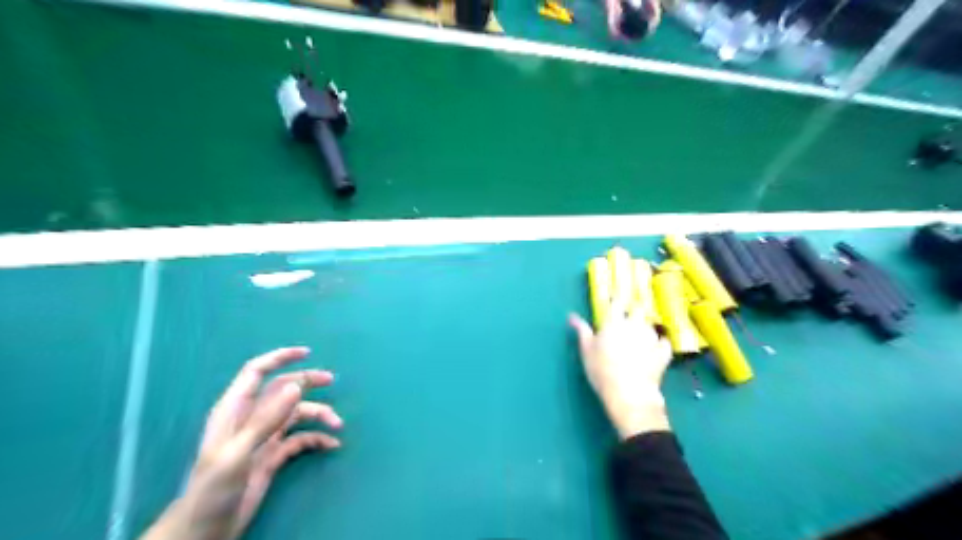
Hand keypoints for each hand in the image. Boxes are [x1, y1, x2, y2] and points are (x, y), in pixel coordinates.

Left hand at [140, 347, 340, 538]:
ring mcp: (264, 437)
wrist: (205, 530)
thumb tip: (296, 387)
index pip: (256, 372)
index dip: (279, 358)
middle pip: (282, 389)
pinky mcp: (273, 456)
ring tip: (338, 424)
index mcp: (235, 410)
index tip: (306, 352)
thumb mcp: (238, 453)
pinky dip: (317, 439)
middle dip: (307, 382)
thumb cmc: (213, 489)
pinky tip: (331, 445)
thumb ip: (266, 419)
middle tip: (331, 380)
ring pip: (296, 414)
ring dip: (318, 415)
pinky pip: (301, 439)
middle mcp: (251, 418)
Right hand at [566, 306, 670, 440]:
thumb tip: (571, 315)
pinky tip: (656, 350)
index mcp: (613, 322)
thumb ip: (581, 330)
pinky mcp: (663, 352)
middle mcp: (634, 324)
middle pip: (638, 309)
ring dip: (645, 328)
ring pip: (650, 325)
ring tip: (640, 339)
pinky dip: (660, 344)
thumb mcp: (586, 350)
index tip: (614, 301)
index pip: (617, 302)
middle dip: (634, 311)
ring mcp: (651, 337)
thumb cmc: (601, 370)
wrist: (628, 392)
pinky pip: (664, 342)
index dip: (616, 300)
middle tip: (629, 320)